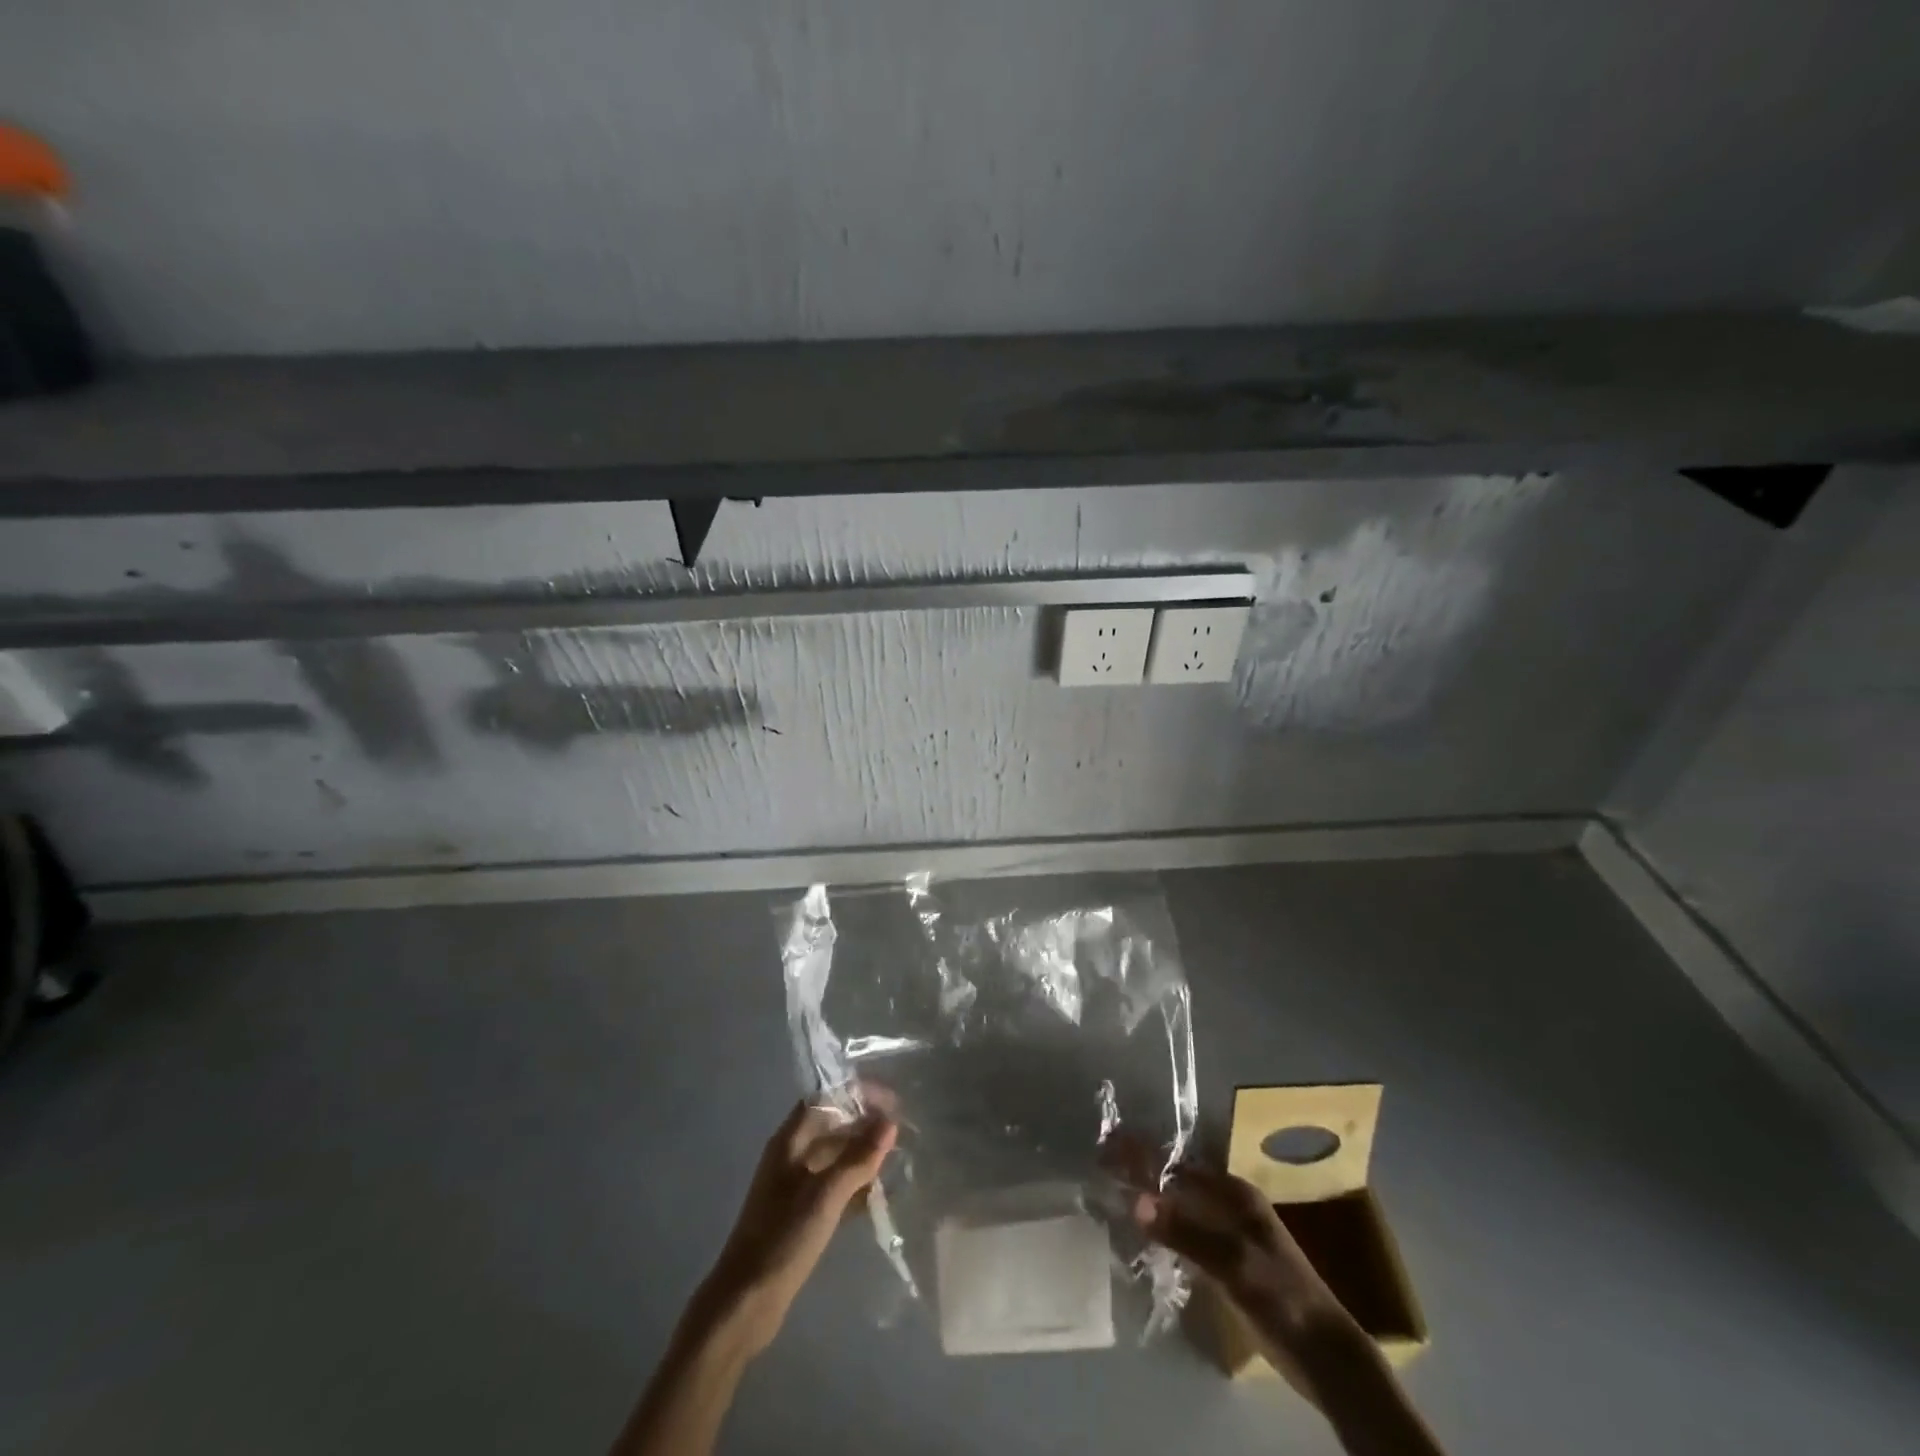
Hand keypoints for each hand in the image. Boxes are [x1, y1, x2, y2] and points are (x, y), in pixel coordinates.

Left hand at [694, 1101, 897, 1357]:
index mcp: (789, 1141)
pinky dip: (853, 1185)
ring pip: (834, 1158)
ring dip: (861, 1157)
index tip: (889, 1102)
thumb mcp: (825, 1196)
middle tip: (899, 1133)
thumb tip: (890, 1123)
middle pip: (831, 1126)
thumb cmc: (783, 1239)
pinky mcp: (800, 1214)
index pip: (825, 1099)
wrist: (745, 1304)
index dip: (856, 1095)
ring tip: (895, 1162)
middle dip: (863, 1126)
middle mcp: (790, 1156)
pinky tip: (877, 1197)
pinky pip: (833, 1186)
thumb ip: (858, 1158)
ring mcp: (794, 1186)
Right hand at [1104, 1134, 1339, 1335]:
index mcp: (1235, 1193)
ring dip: (1151, 1195)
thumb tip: (1135, 1200)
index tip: (1106, 1144)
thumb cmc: (1283, 1299)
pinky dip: (1163, 1224)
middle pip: (1177, 1178)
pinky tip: (1144, 1231)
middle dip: (1142, 1169)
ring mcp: (1230, 1233)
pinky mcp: (1228, 1262)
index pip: (1178, 1162)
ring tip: (1113, 1189)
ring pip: (1181, 1203)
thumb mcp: (1234, 1264)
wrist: (1326, 1357)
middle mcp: (1230, 1204)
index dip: (1143, 1152)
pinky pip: (1186, 1231)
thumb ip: (1186, 1232)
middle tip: (1101, 1164)